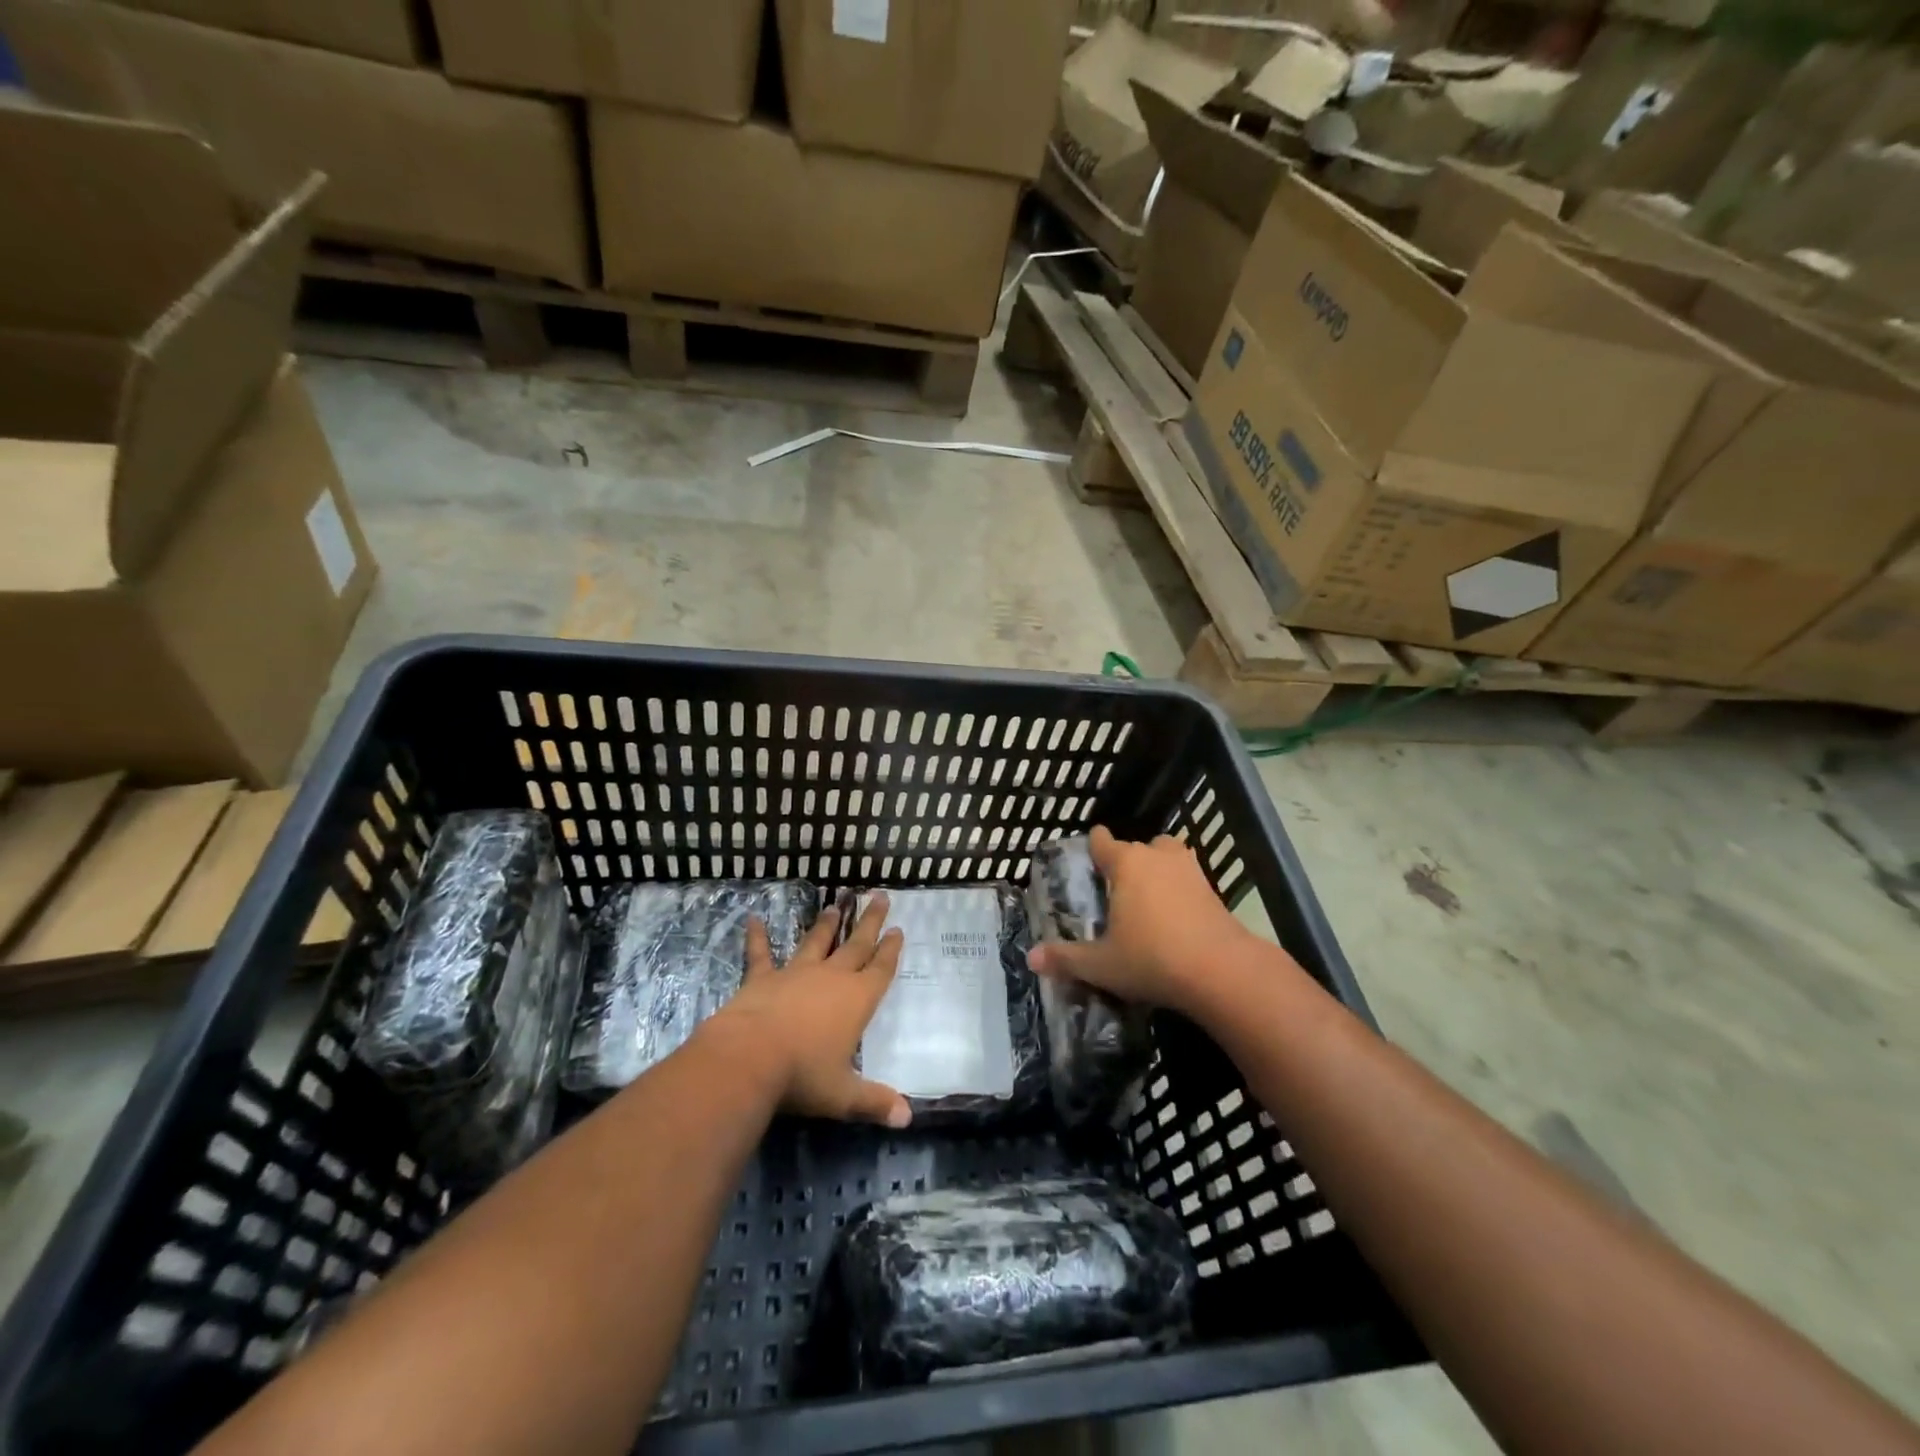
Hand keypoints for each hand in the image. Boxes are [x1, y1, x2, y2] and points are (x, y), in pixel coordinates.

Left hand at [710, 895, 911, 1128]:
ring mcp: (795, 974)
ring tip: (835, 905)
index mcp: (857, 1000)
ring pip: (816, 942)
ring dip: (827, 924)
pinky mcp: (762, 978)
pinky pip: (760, 954)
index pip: (880, 969)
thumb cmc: (802, 1075)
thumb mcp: (843, 1095)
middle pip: (856, 944)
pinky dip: (756, 937)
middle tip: (880, 896)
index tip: (898, 929)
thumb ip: (874, 1102)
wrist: (749, 1058)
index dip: (890, 950)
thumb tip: (907, 1117)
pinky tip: (752, 918)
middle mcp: (831, 978)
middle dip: (870, 921)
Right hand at [1026, 826, 1256, 1015]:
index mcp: (1125, 863)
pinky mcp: (1213, 889)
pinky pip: (1186, 879)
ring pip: (1166, 857)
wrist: (1222, 972)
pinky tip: (1173, 918)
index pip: (1102, 840)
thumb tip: (1031, 959)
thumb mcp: (1101, 965)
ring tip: (1145, 900)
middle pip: (1135, 847)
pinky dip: (1178, 890)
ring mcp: (1189, 869)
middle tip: (1113, 893)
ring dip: (1156, 870)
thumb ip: (1066, 959)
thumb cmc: (1152, 959)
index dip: (1093, 847)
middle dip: (1124, 863)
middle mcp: (1156, 856)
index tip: (1087, 860)